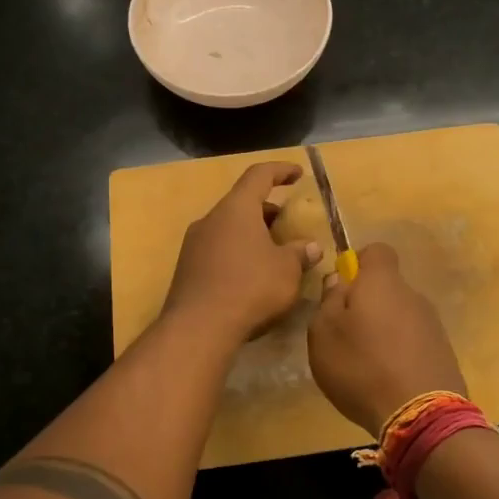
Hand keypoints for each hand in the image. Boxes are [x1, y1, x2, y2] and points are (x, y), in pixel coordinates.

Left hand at [163, 162, 320, 345]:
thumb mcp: (287, 271)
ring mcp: (194, 244)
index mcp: (236, 209)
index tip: (298, 174)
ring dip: (253, 234)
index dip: (281, 170)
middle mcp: (211, 219)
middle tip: (289, 225)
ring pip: (229, 228)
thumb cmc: (250, 288)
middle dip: (268, 211)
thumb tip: (311, 247)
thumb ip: (300, 254)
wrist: (198, 328)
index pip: (259, 175)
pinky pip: (218, 250)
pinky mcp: (187, 269)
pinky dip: (238, 253)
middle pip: (242, 203)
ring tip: (274, 254)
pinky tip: (252, 276)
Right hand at [307, 242, 466, 436]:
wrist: (421, 415)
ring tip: (366, 365)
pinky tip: (387, 381)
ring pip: (400, 316)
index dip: (358, 263)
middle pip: (387, 288)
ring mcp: (433, 325)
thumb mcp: (324, 333)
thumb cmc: (361, 366)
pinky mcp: (444, 353)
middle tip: (346, 335)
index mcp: (383, 282)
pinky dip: (400, 353)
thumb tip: (339, 281)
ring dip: (383, 331)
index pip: (376, 251)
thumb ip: (328, 300)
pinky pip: (414, 342)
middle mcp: (413, 295)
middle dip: (367, 304)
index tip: (342, 288)